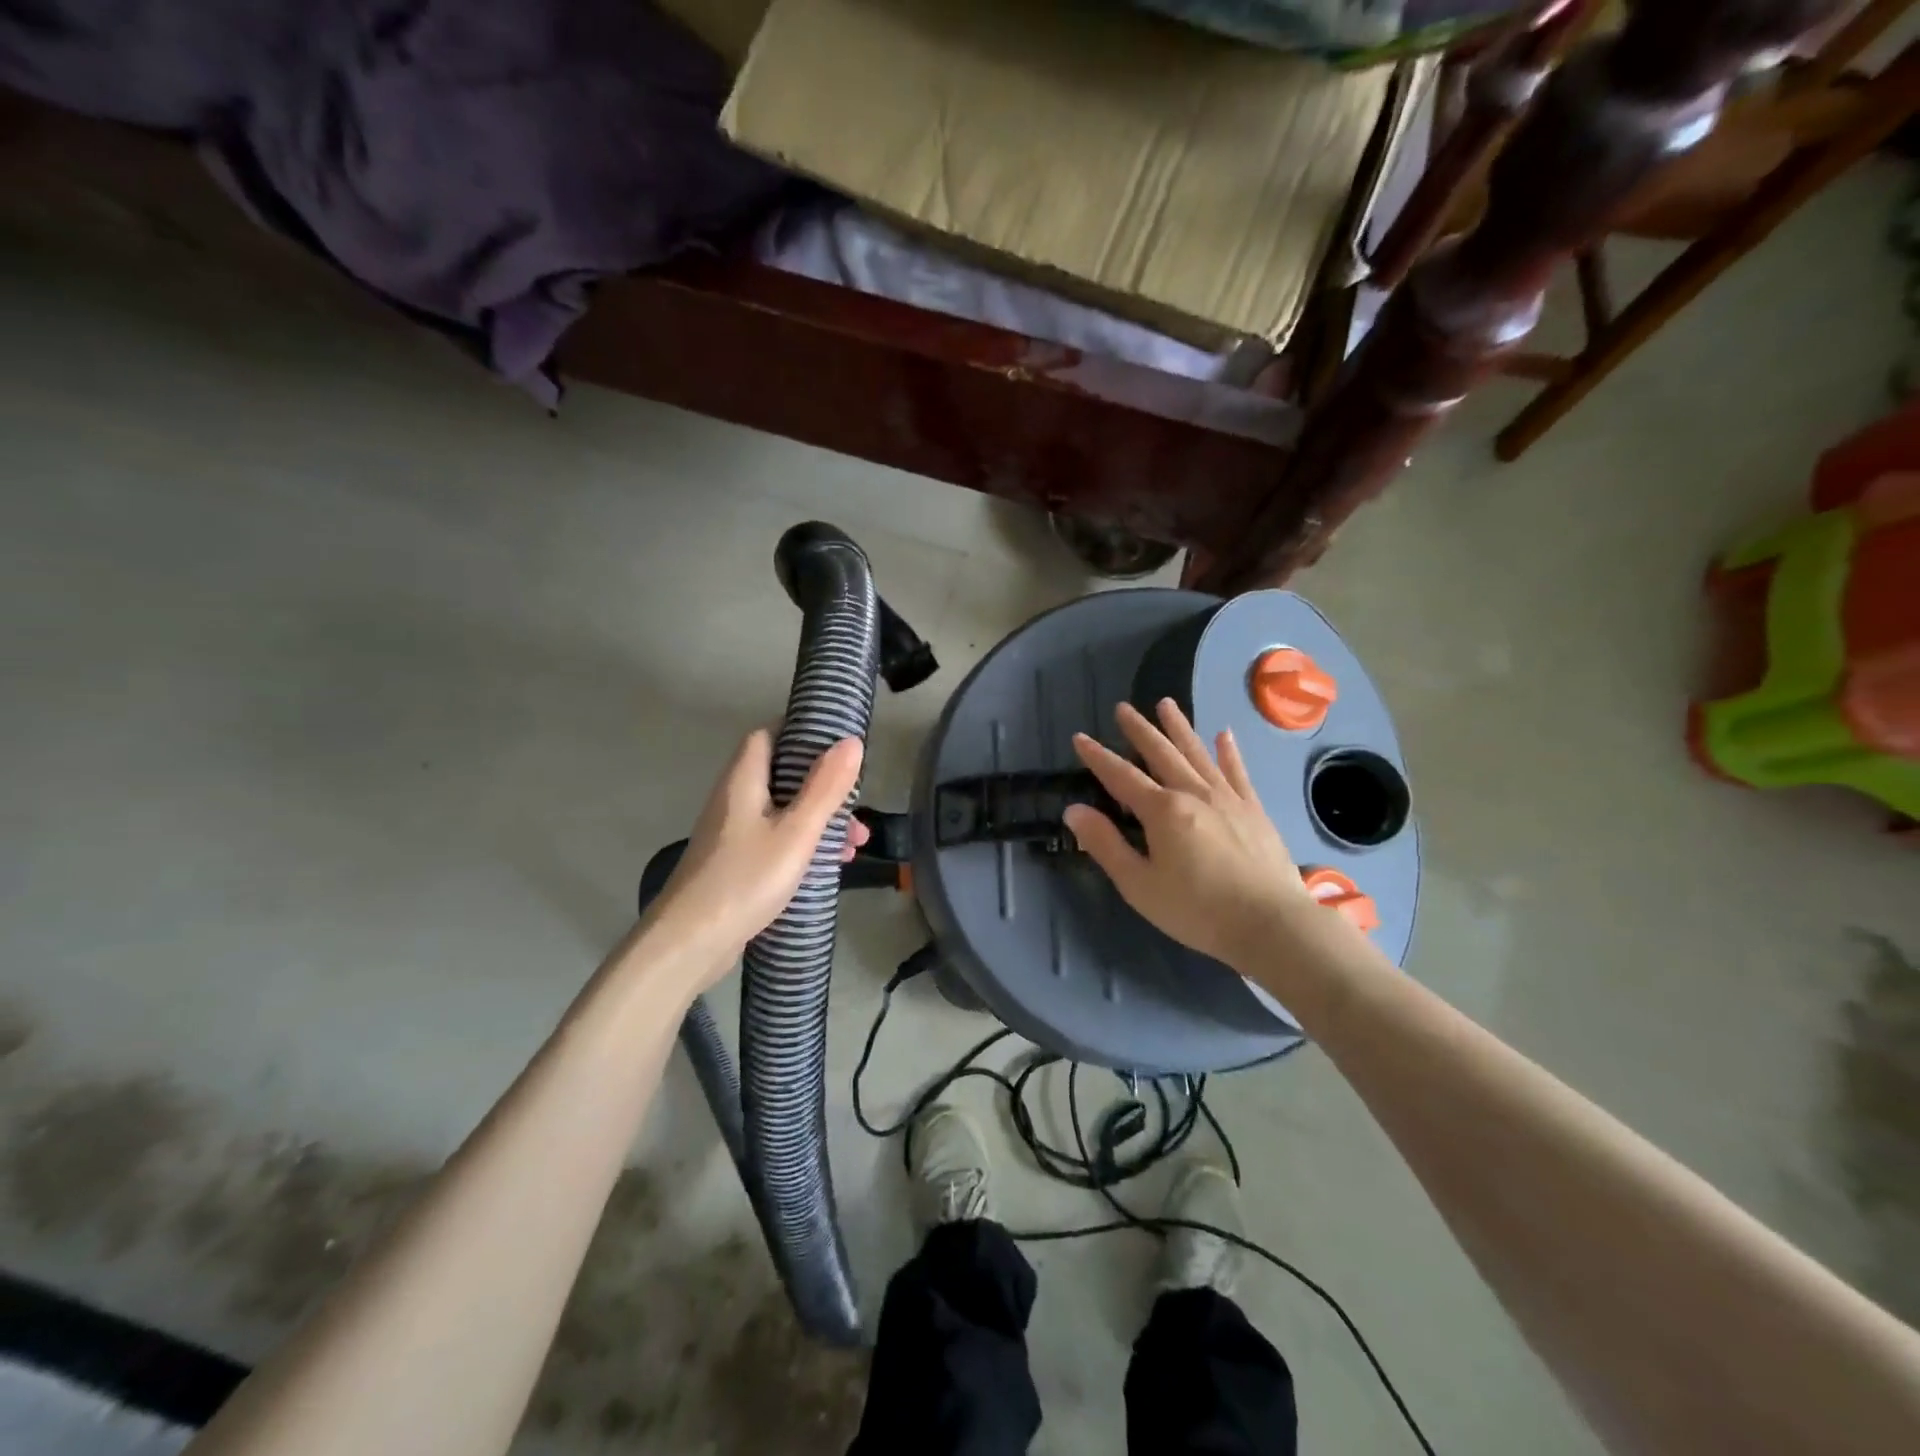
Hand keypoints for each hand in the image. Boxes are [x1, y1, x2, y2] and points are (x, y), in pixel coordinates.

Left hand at [641, 729, 866, 987]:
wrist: (689, 944)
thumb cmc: (745, 880)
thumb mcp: (796, 832)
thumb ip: (825, 788)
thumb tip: (851, 741)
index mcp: (743, 781)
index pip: (769, 735)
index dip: (802, 732)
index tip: (839, 742)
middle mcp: (734, 800)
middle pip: (782, 776)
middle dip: (823, 786)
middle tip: (857, 802)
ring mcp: (733, 834)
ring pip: (783, 812)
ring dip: (820, 820)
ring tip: (855, 843)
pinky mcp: (735, 864)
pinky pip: (777, 840)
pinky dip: (804, 845)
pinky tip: (830, 866)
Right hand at [1065, 699, 1314, 970]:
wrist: (1271, 924)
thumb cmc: (1197, 910)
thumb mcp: (1139, 885)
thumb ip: (1106, 845)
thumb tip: (1074, 811)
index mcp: (1162, 810)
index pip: (1121, 776)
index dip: (1098, 757)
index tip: (1080, 738)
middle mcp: (1193, 793)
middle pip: (1161, 753)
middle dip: (1139, 730)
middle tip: (1123, 707)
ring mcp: (1228, 798)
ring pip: (1197, 753)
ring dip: (1179, 727)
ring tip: (1166, 704)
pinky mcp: (1253, 810)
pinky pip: (1237, 772)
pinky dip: (1228, 752)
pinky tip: (1223, 735)